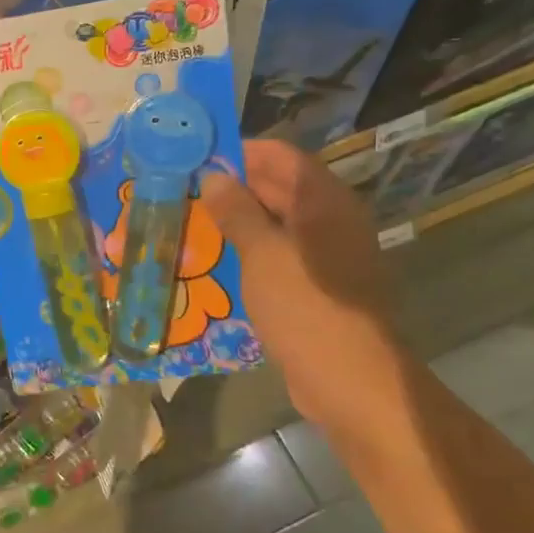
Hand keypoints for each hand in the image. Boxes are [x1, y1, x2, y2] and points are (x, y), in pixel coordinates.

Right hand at [203, 139, 406, 426]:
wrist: (350, 381)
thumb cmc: (306, 306)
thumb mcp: (263, 254)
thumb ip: (237, 211)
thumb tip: (214, 177)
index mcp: (324, 201)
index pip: (280, 156)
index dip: (240, 151)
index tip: (197, 156)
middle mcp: (329, 220)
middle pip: (278, 187)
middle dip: (233, 187)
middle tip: (184, 189)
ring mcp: (325, 255)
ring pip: (275, 224)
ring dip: (237, 221)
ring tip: (190, 221)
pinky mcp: (316, 286)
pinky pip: (278, 256)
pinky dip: (249, 252)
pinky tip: (215, 261)